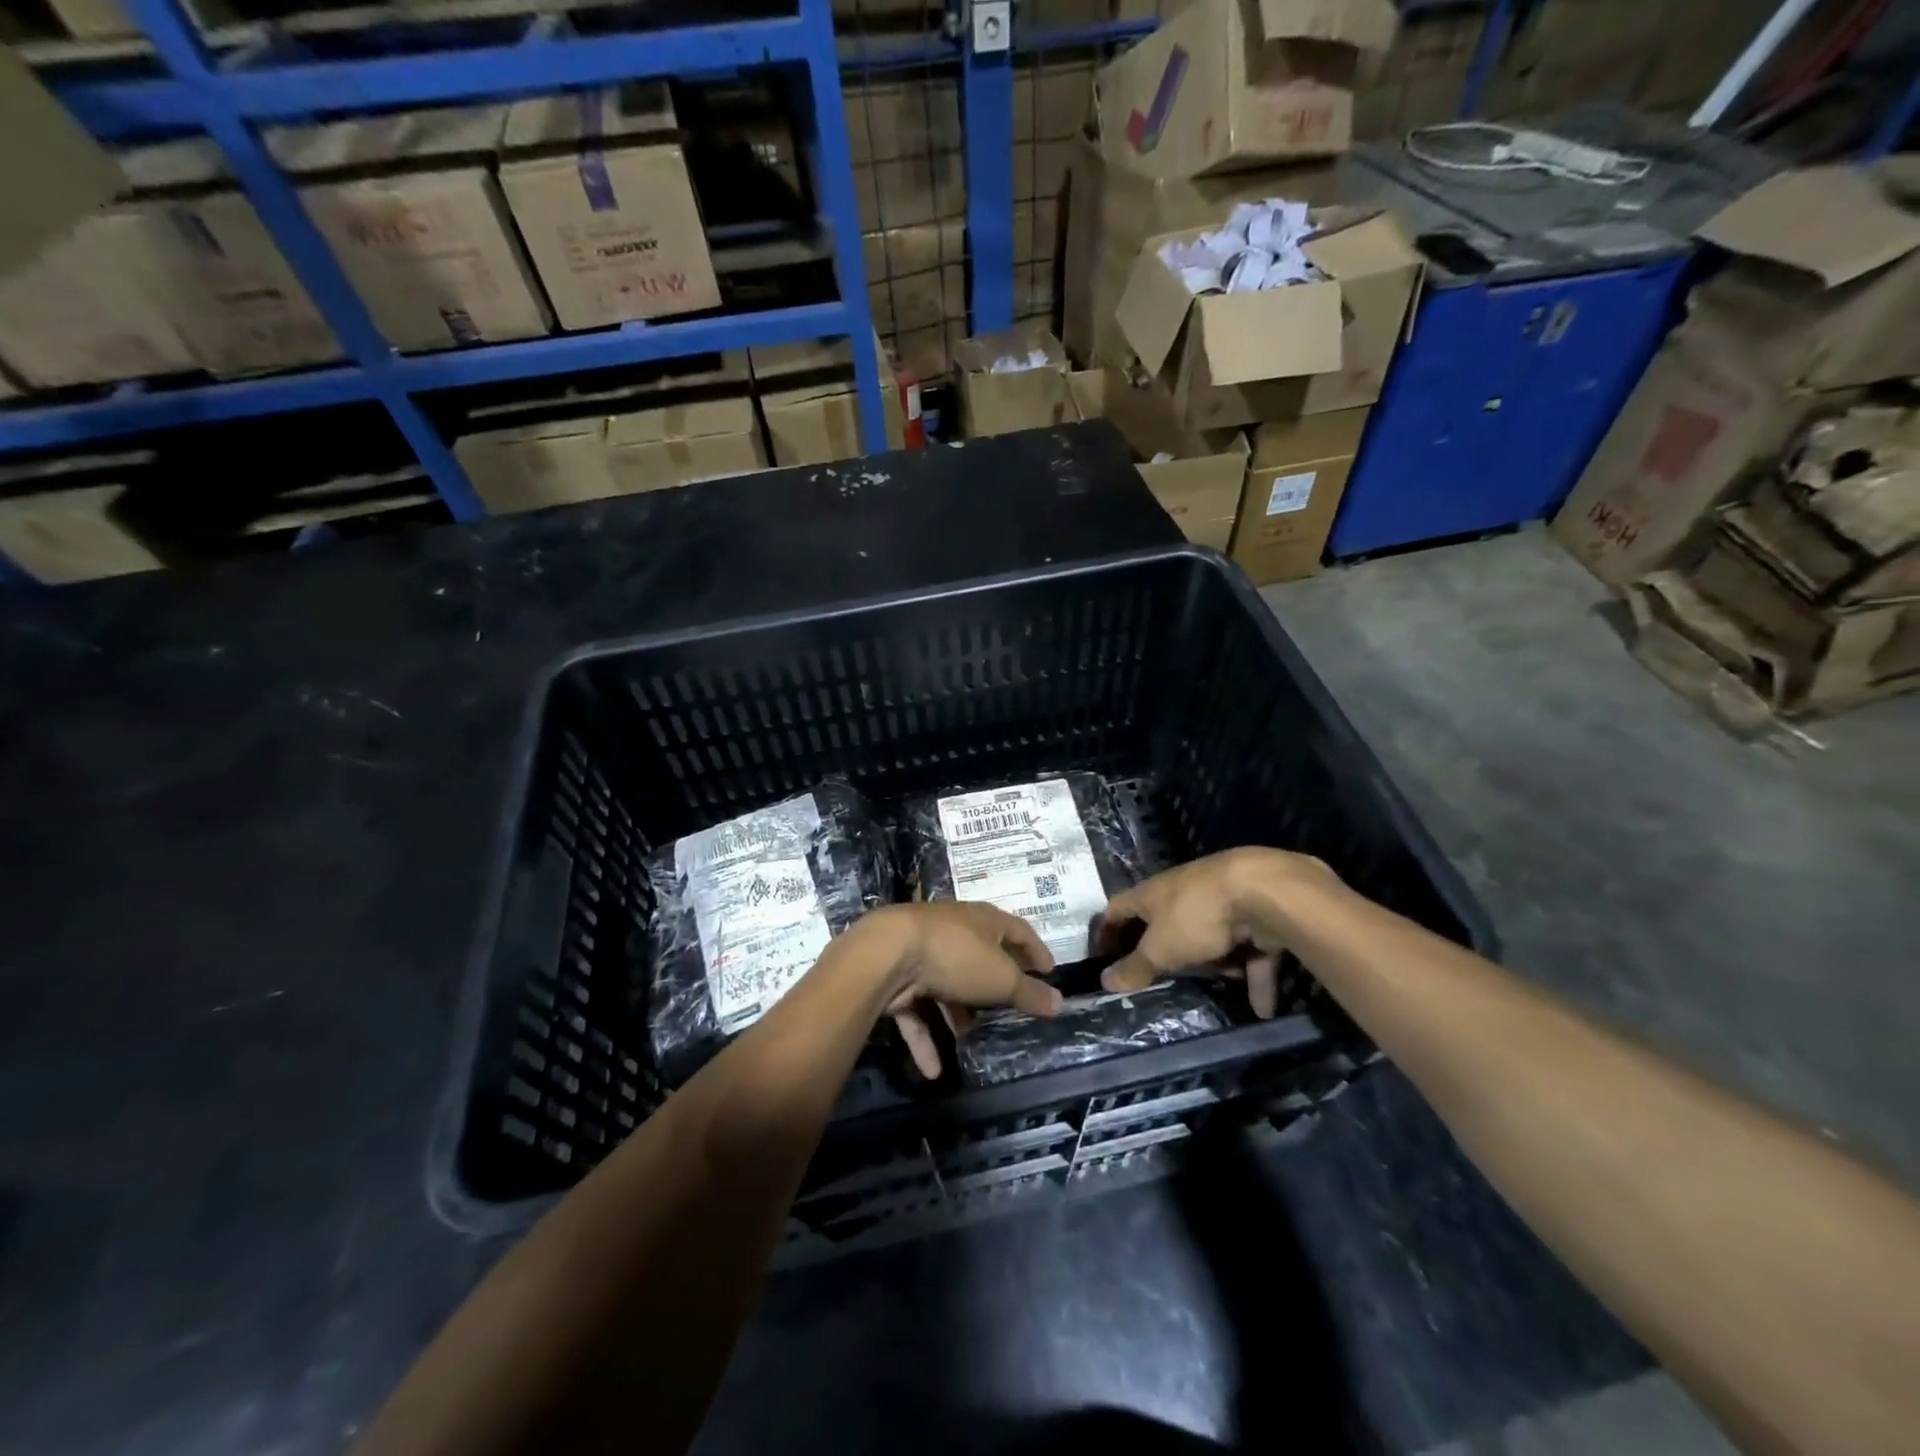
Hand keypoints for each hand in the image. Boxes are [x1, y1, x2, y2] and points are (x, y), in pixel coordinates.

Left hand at [851, 903, 1061, 1077]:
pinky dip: (925, 1037)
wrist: (887, 954)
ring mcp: (921, 951)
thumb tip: (1059, 1002)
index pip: (1017, 930)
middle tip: (1007, 1009)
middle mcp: (953, 930)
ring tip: (969, 1039)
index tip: (1048, 971)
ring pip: (946, 984)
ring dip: (956, 1012)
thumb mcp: (1001, 978)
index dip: (1034, 950)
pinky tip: (933, 1069)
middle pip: (979, 956)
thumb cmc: (956, 956)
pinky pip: (915, 1009)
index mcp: (982, 920)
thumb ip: (1029, 992)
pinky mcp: (896, 976)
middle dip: (991, 984)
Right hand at [1098, 848, 1336, 1017]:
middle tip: (1164, 980)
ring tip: (1221, 990)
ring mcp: (1222, 901)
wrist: (1263, 891)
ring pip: (1213, 937)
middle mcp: (1184, 892)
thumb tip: (1104, 981)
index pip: (1119, 908)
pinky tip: (1263, 1008)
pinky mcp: (1256, 914)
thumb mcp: (1160, 948)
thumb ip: (1135, 967)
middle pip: (1168, 922)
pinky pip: (1251, 951)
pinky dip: (1256, 977)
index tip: (1103, 957)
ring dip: (1217, 965)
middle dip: (1169, 951)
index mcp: (1152, 894)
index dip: (1108, 930)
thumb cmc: (1196, 916)